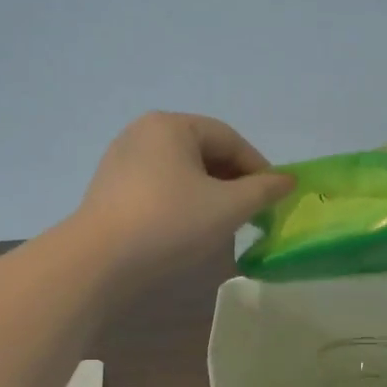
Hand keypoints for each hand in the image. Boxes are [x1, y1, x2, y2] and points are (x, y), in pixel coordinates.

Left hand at [73, 112, 294, 290]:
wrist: (98, 262)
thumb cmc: (170, 223)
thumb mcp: (228, 207)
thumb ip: (264, 190)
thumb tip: (288, 180)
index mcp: (172, 125)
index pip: (229, 139)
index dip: (258, 167)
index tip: (274, 197)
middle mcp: (144, 132)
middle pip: (204, 150)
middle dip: (233, 179)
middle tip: (252, 211)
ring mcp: (122, 158)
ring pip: (182, 169)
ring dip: (209, 191)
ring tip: (224, 221)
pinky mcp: (110, 187)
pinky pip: (159, 184)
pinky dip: (182, 199)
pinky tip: (188, 225)